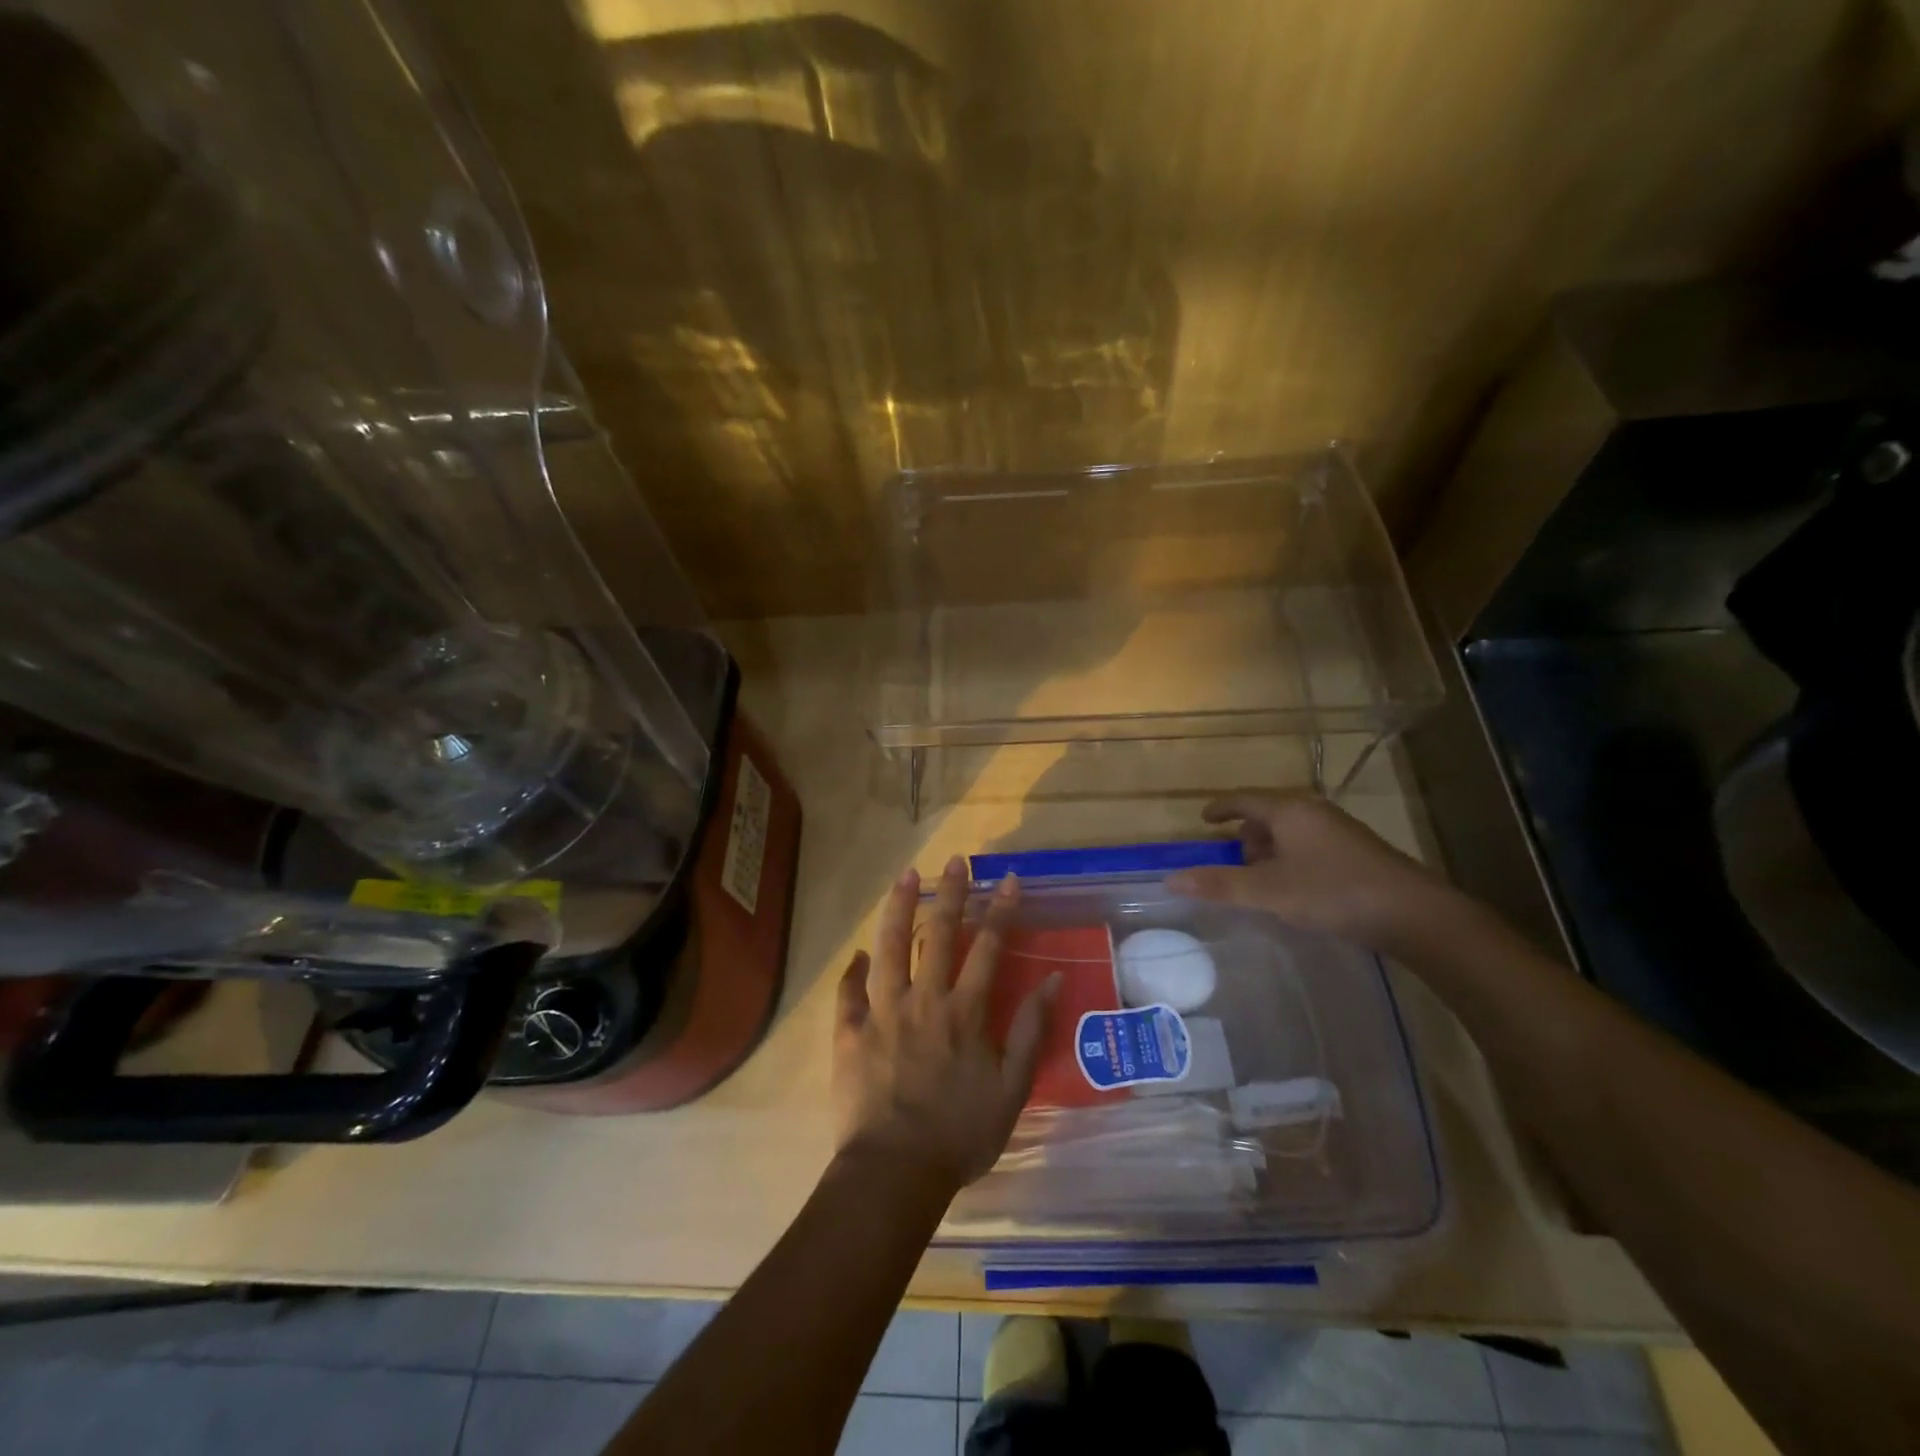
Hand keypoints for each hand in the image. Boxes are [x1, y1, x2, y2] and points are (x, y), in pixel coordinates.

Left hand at [832, 858, 1056, 1194]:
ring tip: (906, 875)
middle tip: (956, 860)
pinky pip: (848, 992)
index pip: (987, 947)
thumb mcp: (1011, 1090)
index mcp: (964, 1013)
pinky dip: (853, 971)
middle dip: (950, 893)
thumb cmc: (960, 1135)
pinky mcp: (850, 1032)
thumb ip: (1030, 1032)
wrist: (895, 1172)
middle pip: (937, 934)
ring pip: (889, 947)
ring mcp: (882, 1012)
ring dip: (899, 908)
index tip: (1007, 880)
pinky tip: (858, 953)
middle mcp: (924, 1000)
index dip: (1000, 910)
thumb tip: (1052, 981)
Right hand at [1165, 790, 1452, 953]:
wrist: (1414, 914)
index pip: (1244, 799)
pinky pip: (1309, 846)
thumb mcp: (1268, 891)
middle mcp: (1314, 813)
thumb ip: (1219, 885)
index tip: (1204, 820)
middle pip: (1268, 814)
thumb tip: (1171, 880)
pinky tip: (1294, 890)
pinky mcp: (1357, 854)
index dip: (1221, 808)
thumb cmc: (1333, 892)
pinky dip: (1291, 860)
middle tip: (1232, 862)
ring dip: (1269, 851)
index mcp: (1289, 810)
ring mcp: (1339, 832)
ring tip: (1261, 881)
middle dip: (1246, 835)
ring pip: (1291, 832)